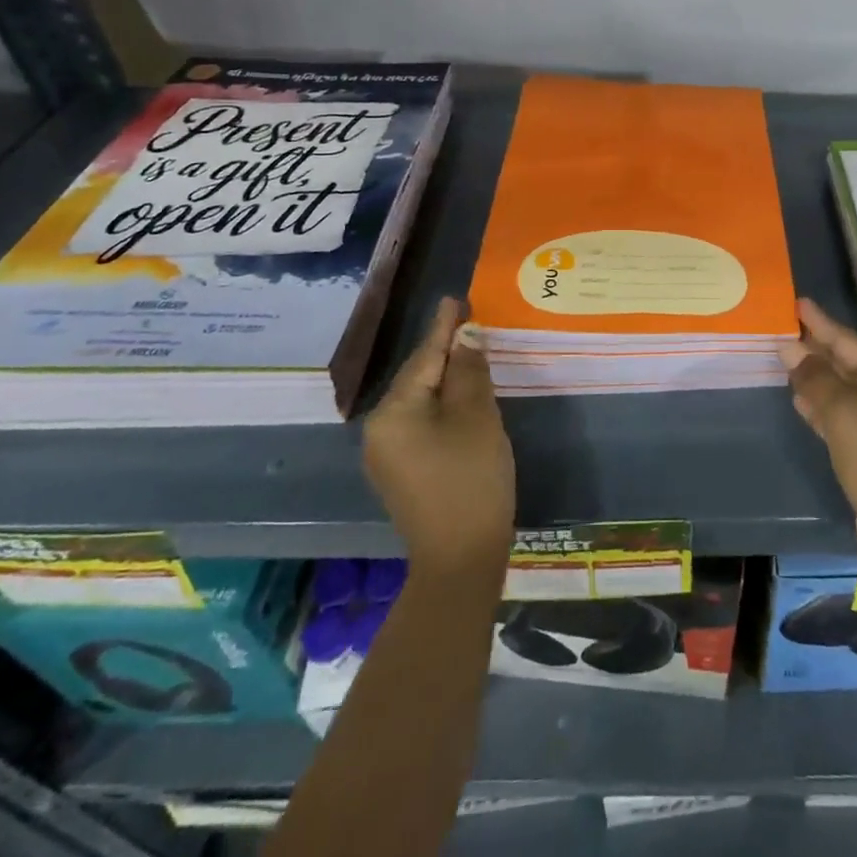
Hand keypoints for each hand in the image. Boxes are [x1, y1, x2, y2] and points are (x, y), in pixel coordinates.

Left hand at [363, 297, 514, 578]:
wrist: (460, 558)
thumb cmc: (471, 478)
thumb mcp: (476, 416)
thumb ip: (469, 370)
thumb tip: (466, 334)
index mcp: (394, 411)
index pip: (424, 356)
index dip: (443, 326)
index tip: (453, 298)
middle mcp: (379, 428)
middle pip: (418, 376)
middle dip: (444, 351)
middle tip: (469, 322)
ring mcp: (386, 453)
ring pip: (420, 400)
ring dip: (445, 377)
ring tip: (469, 352)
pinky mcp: (401, 471)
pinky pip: (420, 421)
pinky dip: (442, 404)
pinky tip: (460, 396)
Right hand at [783, 298, 856, 571]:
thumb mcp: (841, 412)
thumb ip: (815, 378)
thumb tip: (791, 350)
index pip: (849, 340)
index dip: (820, 323)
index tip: (798, 303)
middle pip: (847, 362)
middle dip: (816, 349)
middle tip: (784, 331)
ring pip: (843, 389)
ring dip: (815, 377)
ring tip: (786, 360)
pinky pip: (843, 414)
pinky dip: (822, 405)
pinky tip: (800, 399)